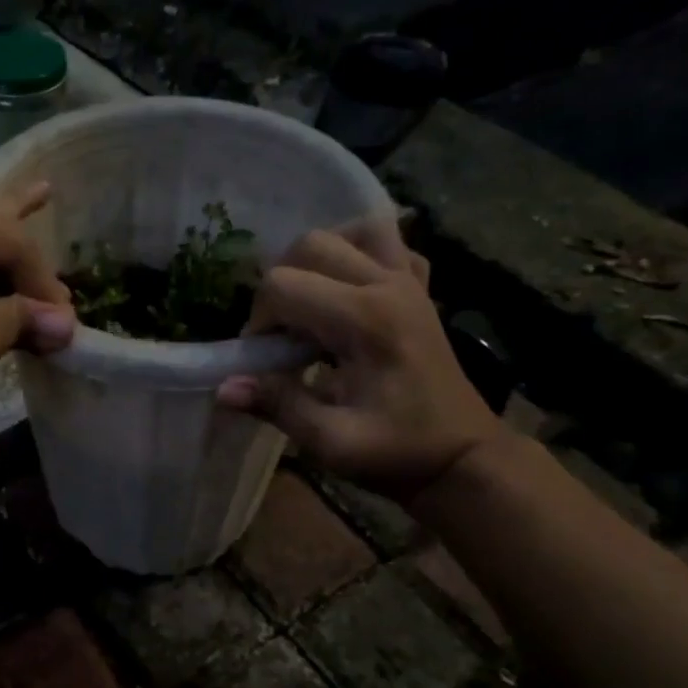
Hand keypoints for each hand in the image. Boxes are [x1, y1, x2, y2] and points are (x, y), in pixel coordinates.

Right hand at [217, 219, 504, 505]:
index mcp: (365, 319)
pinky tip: (348, 289)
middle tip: (282, 334)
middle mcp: (388, 285)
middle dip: (280, 286)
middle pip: (311, 244)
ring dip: (320, 256)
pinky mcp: (421, 289)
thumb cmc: (398, 453)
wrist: (463, 457)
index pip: (283, 286)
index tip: (265, 361)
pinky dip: (361, 253)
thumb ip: (277, 406)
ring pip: (354, 230)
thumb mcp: (332, 442)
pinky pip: (391, 244)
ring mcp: (410, 282)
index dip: (259, 321)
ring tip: (310, 301)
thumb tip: (223, 388)